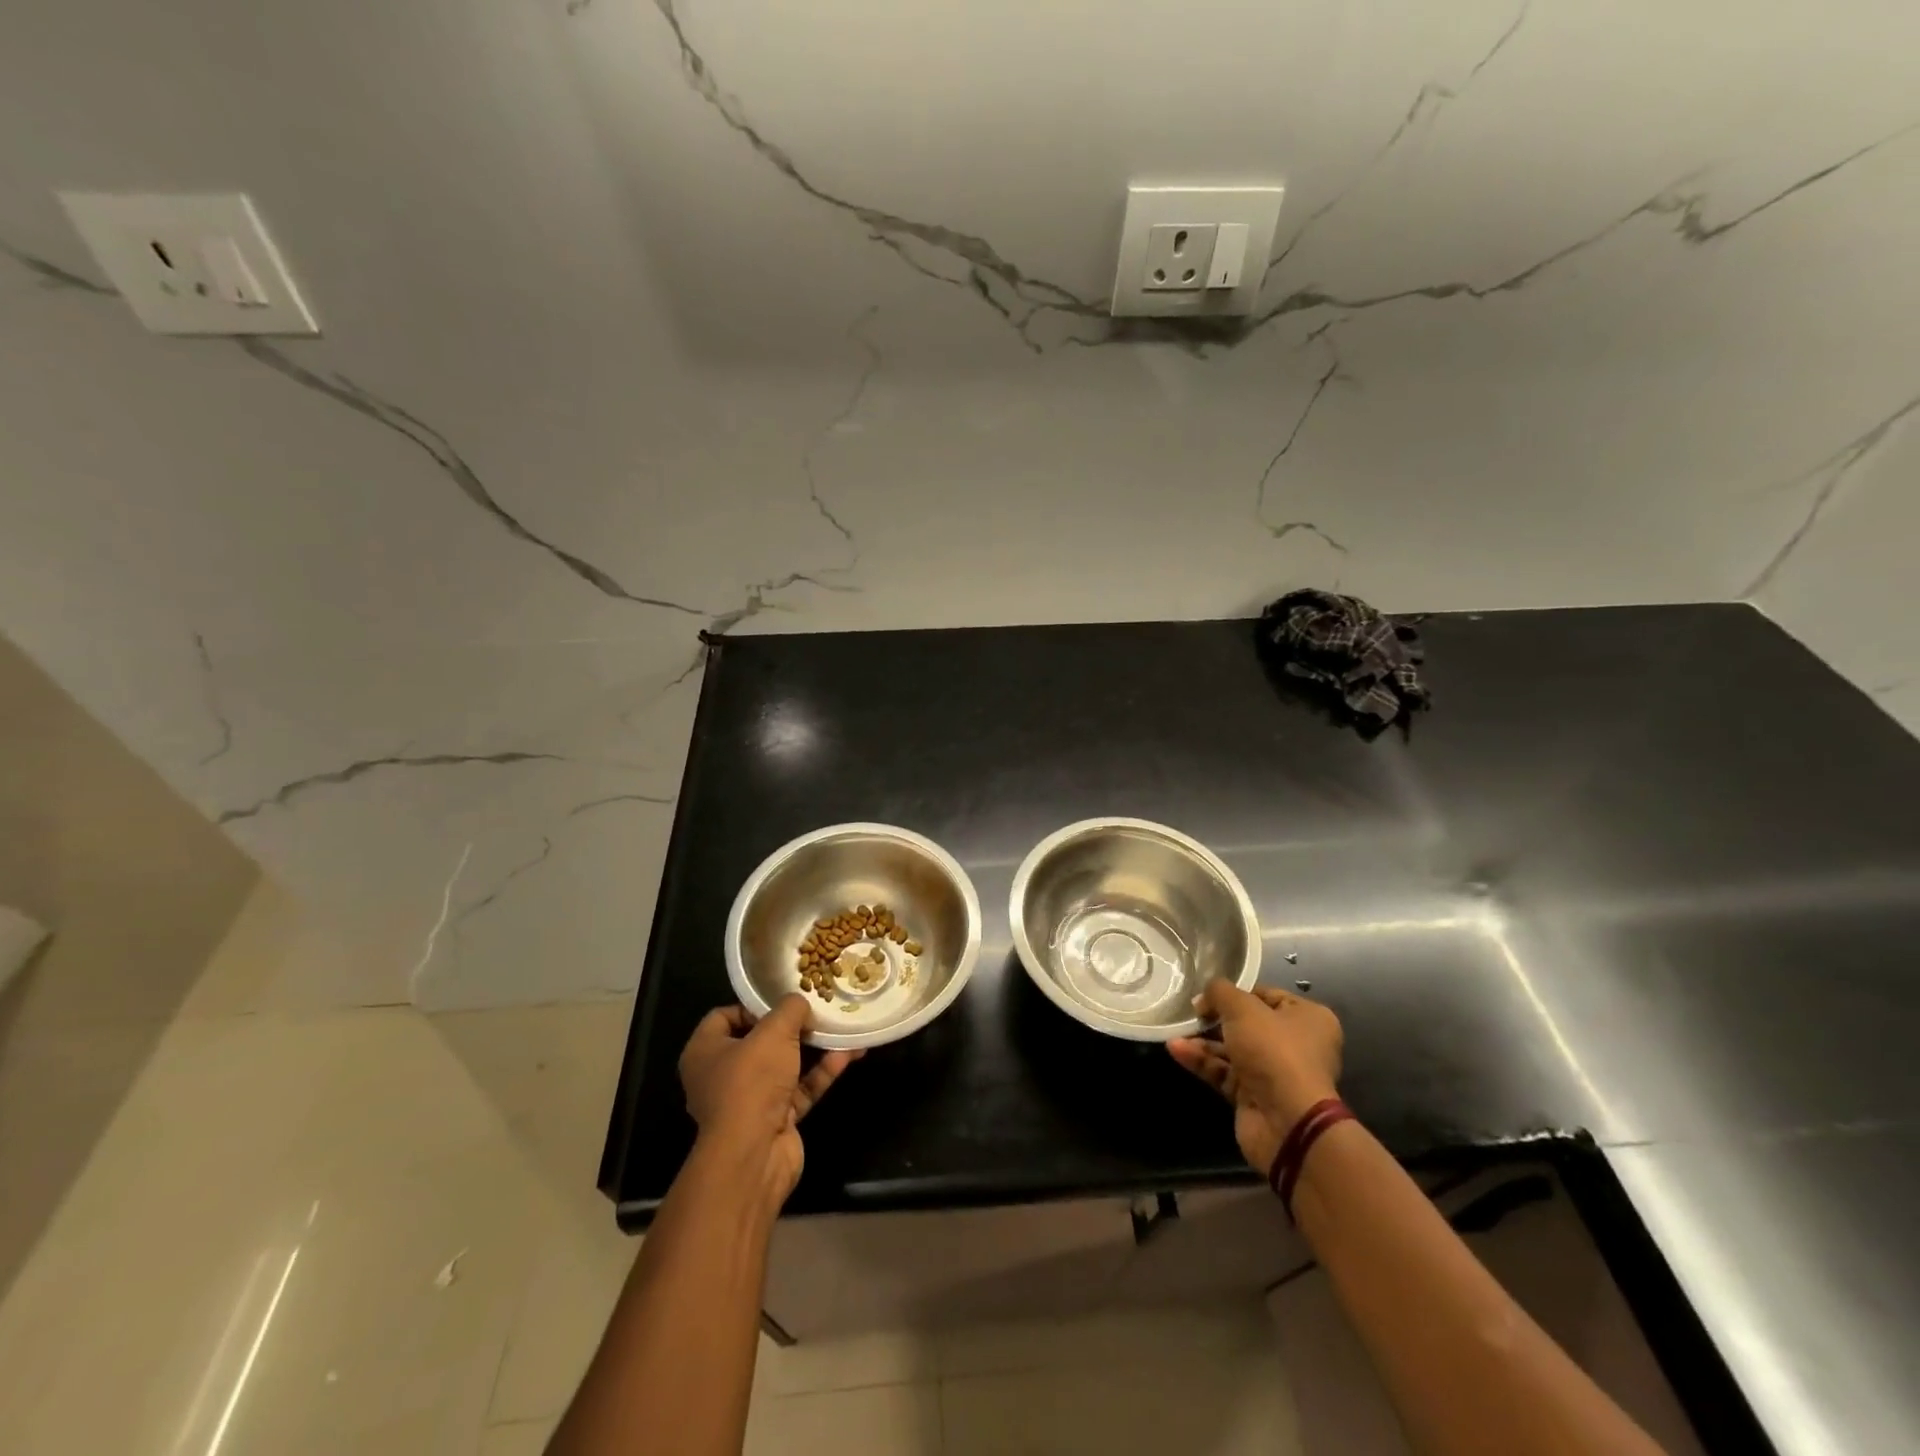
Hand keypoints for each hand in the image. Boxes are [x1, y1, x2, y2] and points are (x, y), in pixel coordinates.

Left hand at [678, 996, 861, 1204]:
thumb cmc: (751, 1082)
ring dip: (813, 1048)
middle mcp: (722, 1076)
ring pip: (784, 1066)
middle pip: (758, 1042)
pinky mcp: (775, 1120)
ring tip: (841, 1027)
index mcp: (705, 1052)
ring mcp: (749, 1101)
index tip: (783, 1000)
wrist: (754, 1156)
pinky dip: (822, 1072)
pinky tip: (849, 1054)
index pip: (724, 1017)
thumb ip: (790, 1009)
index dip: (753, 1005)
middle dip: (790, 1027)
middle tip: (818, 1010)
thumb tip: (800, 1002)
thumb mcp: (773, 1031)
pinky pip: (800, 1089)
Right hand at [1168, 980, 1342, 1174]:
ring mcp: (1274, 1073)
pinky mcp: (1254, 1096)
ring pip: (1232, 1049)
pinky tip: (1177, 1050)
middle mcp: (1296, 1044)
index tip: (1207, 993)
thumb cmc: (1274, 1051)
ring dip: (1202, 1041)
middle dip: (1214, 1019)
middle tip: (1189, 1012)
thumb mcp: (1243, 1008)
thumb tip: (1203, 999)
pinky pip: (1224, 1072)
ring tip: (1174, 1032)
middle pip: (1246, 1023)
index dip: (1235, 992)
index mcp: (1308, 1018)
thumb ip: (1219, 992)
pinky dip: (1202, 1061)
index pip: (1265, 995)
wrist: (1287, 1122)